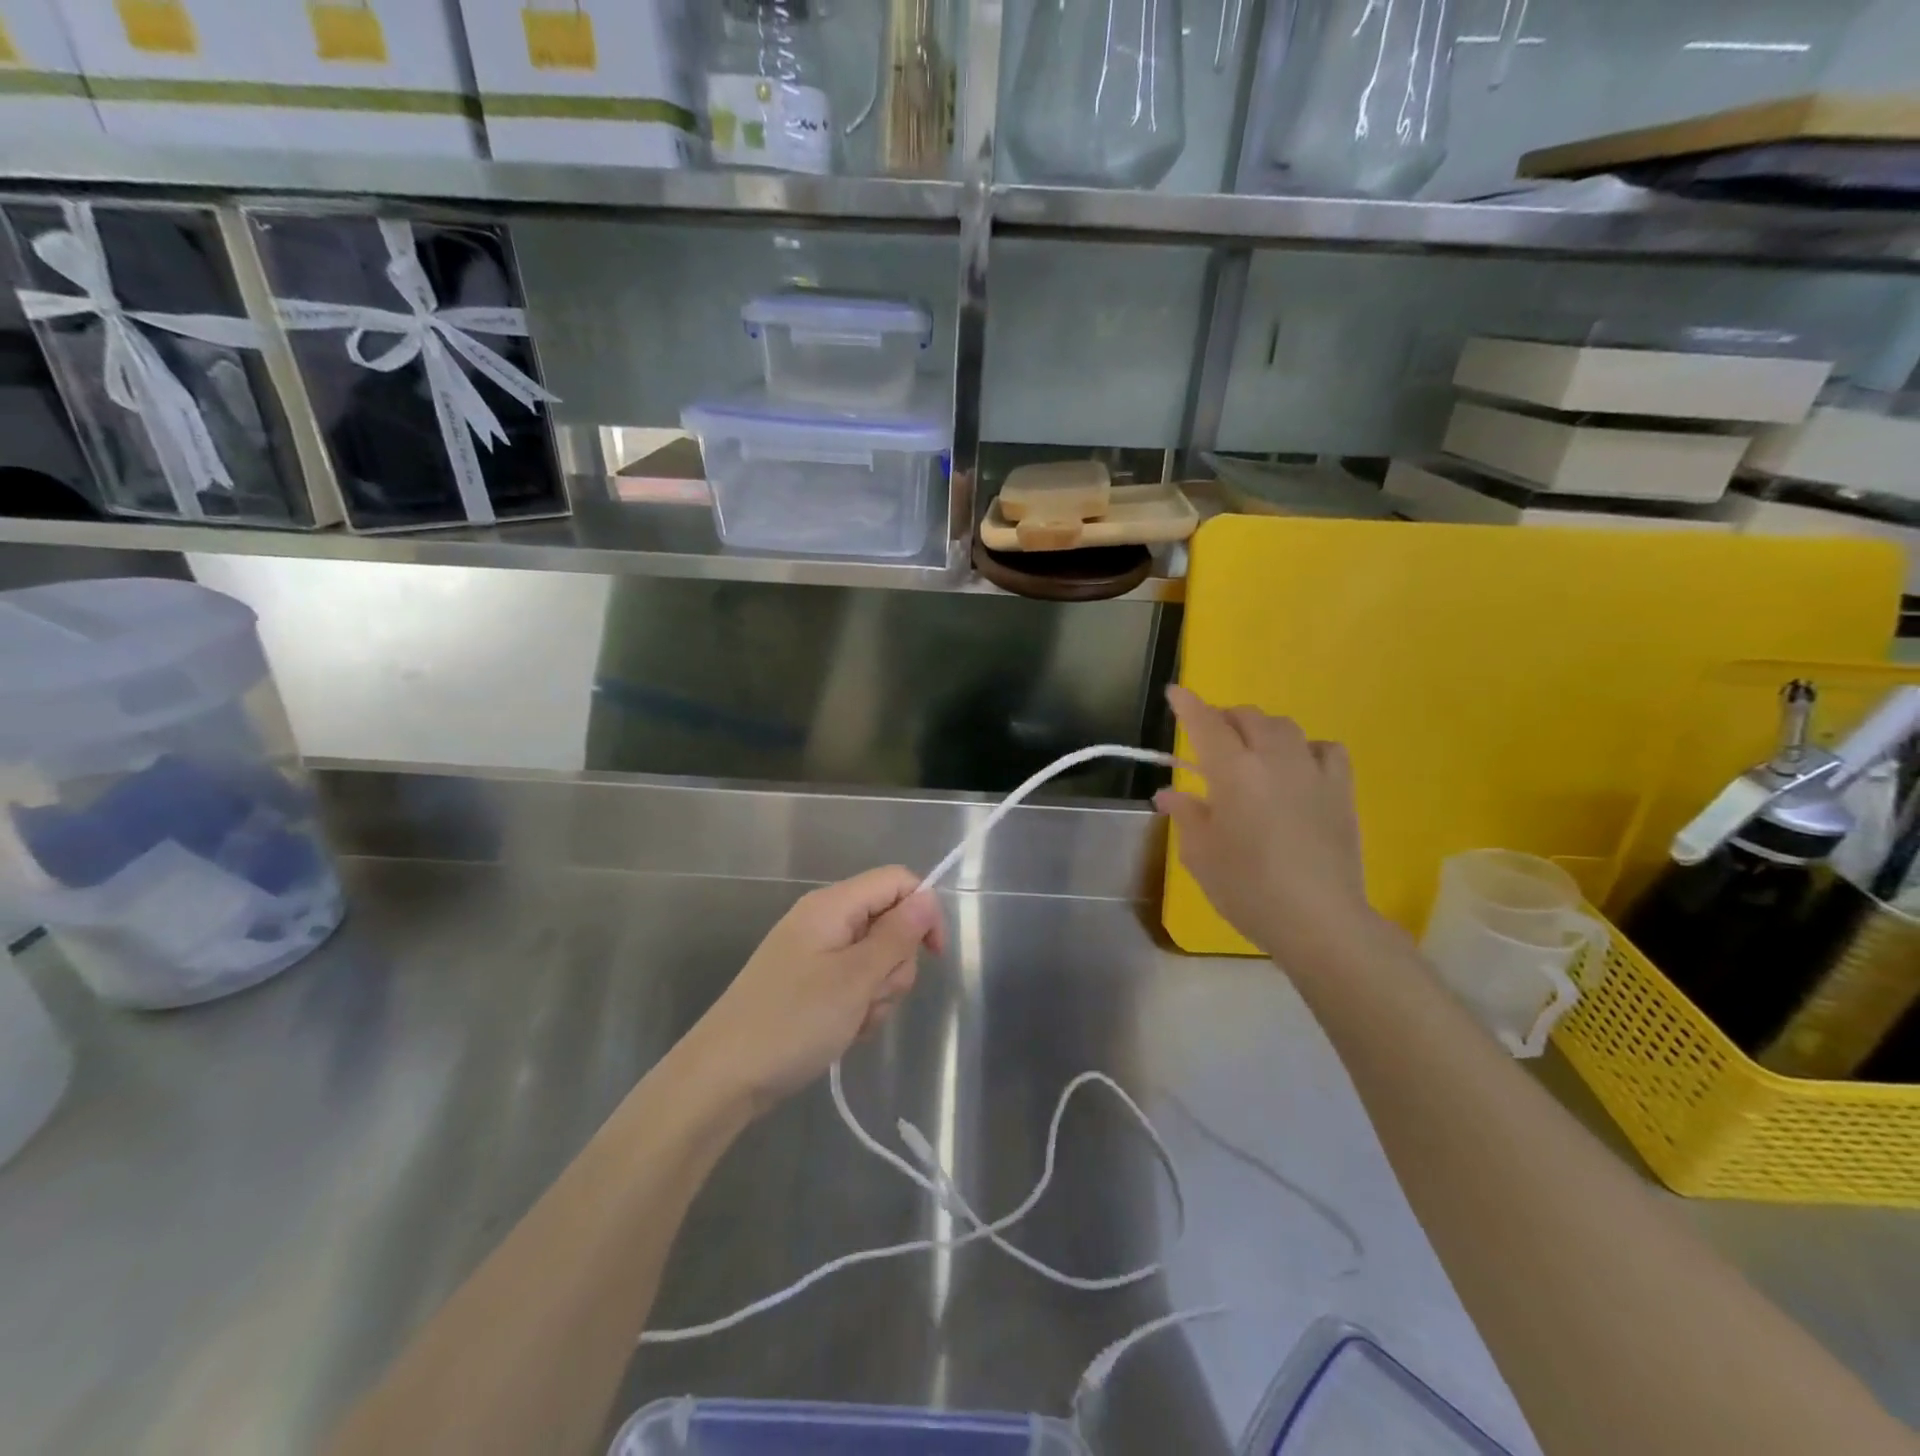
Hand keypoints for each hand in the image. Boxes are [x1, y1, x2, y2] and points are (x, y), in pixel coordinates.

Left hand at [684, 867, 945, 1115]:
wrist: (723, 1077)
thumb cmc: (793, 1021)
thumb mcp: (855, 979)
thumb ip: (897, 935)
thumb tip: (927, 898)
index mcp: (833, 905)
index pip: (897, 881)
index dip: (923, 911)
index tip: (933, 957)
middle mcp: (825, 919)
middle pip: (889, 921)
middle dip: (895, 964)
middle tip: (871, 996)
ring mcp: (816, 952)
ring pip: (876, 958)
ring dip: (877, 992)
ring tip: (853, 1020)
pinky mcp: (811, 983)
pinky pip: (854, 982)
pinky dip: (859, 1006)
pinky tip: (843, 1031)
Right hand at [1156, 685, 1378, 966]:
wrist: (1320, 920)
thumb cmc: (1248, 889)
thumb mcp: (1201, 855)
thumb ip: (1186, 816)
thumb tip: (1170, 794)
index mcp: (1233, 772)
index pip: (1206, 723)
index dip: (1188, 705)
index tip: (1175, 692)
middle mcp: (1273, 759)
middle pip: (1248, 717)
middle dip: (1224, 719)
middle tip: (1210, 739)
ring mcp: (1312, 771)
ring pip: (1285, 727)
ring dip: (1262, 730)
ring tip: (1252, 750)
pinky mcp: (1341, 790)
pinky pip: (1325, 749)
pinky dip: (1306, 748)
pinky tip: (1298, 768)